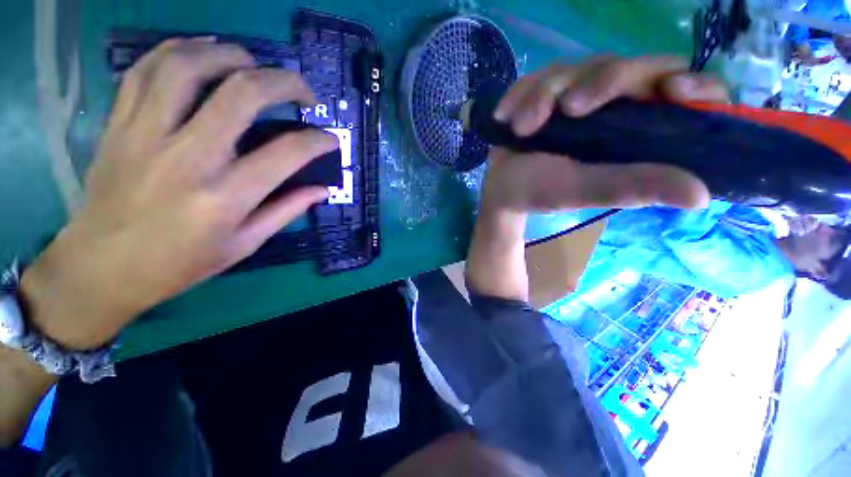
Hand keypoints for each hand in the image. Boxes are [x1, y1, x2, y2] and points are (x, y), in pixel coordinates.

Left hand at [20, 39, 336, 349]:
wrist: (103, 266)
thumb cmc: (181, 262)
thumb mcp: (245, 244)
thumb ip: (287, 210)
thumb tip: (322, 190)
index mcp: (227, 196)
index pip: (288, 152)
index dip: (318, 141)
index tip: (330, 139)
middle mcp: (189, 156)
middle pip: (242, 93)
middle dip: (284, 83)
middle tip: (301, 91)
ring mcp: (146, 134)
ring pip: (189, 66)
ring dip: (230, 54)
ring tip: (252, 63)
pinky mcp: (120, 124)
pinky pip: (146, 69)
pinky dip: (178, 50)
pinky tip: (201, 52)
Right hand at [481, 56, 728, 212]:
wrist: (503, 189)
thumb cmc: (542, 193)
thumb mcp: (586, 191)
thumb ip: (634, 186)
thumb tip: (701, 196)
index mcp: (635, 130)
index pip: (683, 92)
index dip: (692, 84)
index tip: (673, 90)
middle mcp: (613, 105)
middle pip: (627, 66)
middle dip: (599, 81)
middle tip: (566, 109)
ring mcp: (576, 94)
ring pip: (577, 67)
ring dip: (544, 94)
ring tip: (521, 128)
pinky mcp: (544, 91)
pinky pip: (538, 75)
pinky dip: (521, 93)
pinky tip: (506, 116)